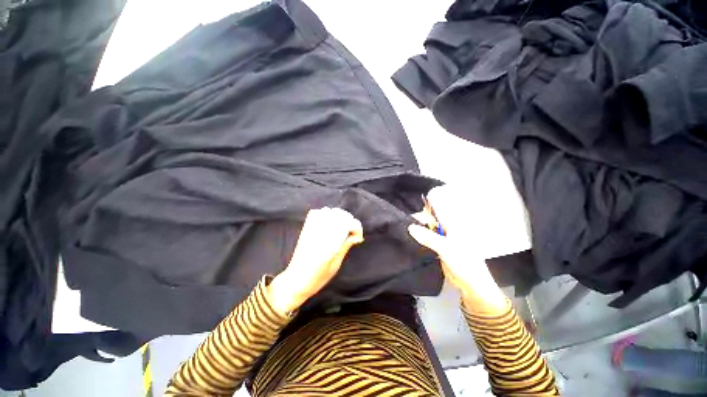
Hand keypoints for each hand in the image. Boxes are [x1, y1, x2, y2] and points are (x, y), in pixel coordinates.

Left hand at [269, 208, 363, 314]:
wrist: (295, 281)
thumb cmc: (317, 278)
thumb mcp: (335, 265)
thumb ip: (345, 247)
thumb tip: (355, 236)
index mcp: (328, 243)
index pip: (346, 224)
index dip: (356, 227)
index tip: (359, 238)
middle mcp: (319, 232)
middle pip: (338, 214)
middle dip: (350, 220)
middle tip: (352, 233)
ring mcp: (311, 229)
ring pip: (328, 211)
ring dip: (339, 216)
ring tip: (343, 227)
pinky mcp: (305, 229)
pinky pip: (316, 214)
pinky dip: (326, 214)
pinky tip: (330, 222)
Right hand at [408, 197, 508, 314]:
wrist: (472, 285)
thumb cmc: (465, 264)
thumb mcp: (446, 248)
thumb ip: (429, 237)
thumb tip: (411, 227)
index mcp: (453, 225)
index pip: (435, 212)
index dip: (422, 212)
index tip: (408, 216)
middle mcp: (447, 230)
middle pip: (429, 221)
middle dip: (417, 221)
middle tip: (403, 224)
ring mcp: (442, 239)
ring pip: (427, 231)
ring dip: (417, 231)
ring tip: (404, 231)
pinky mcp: (438, 248)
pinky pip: (426, 240)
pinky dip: (419, 240)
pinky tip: (411, 240)